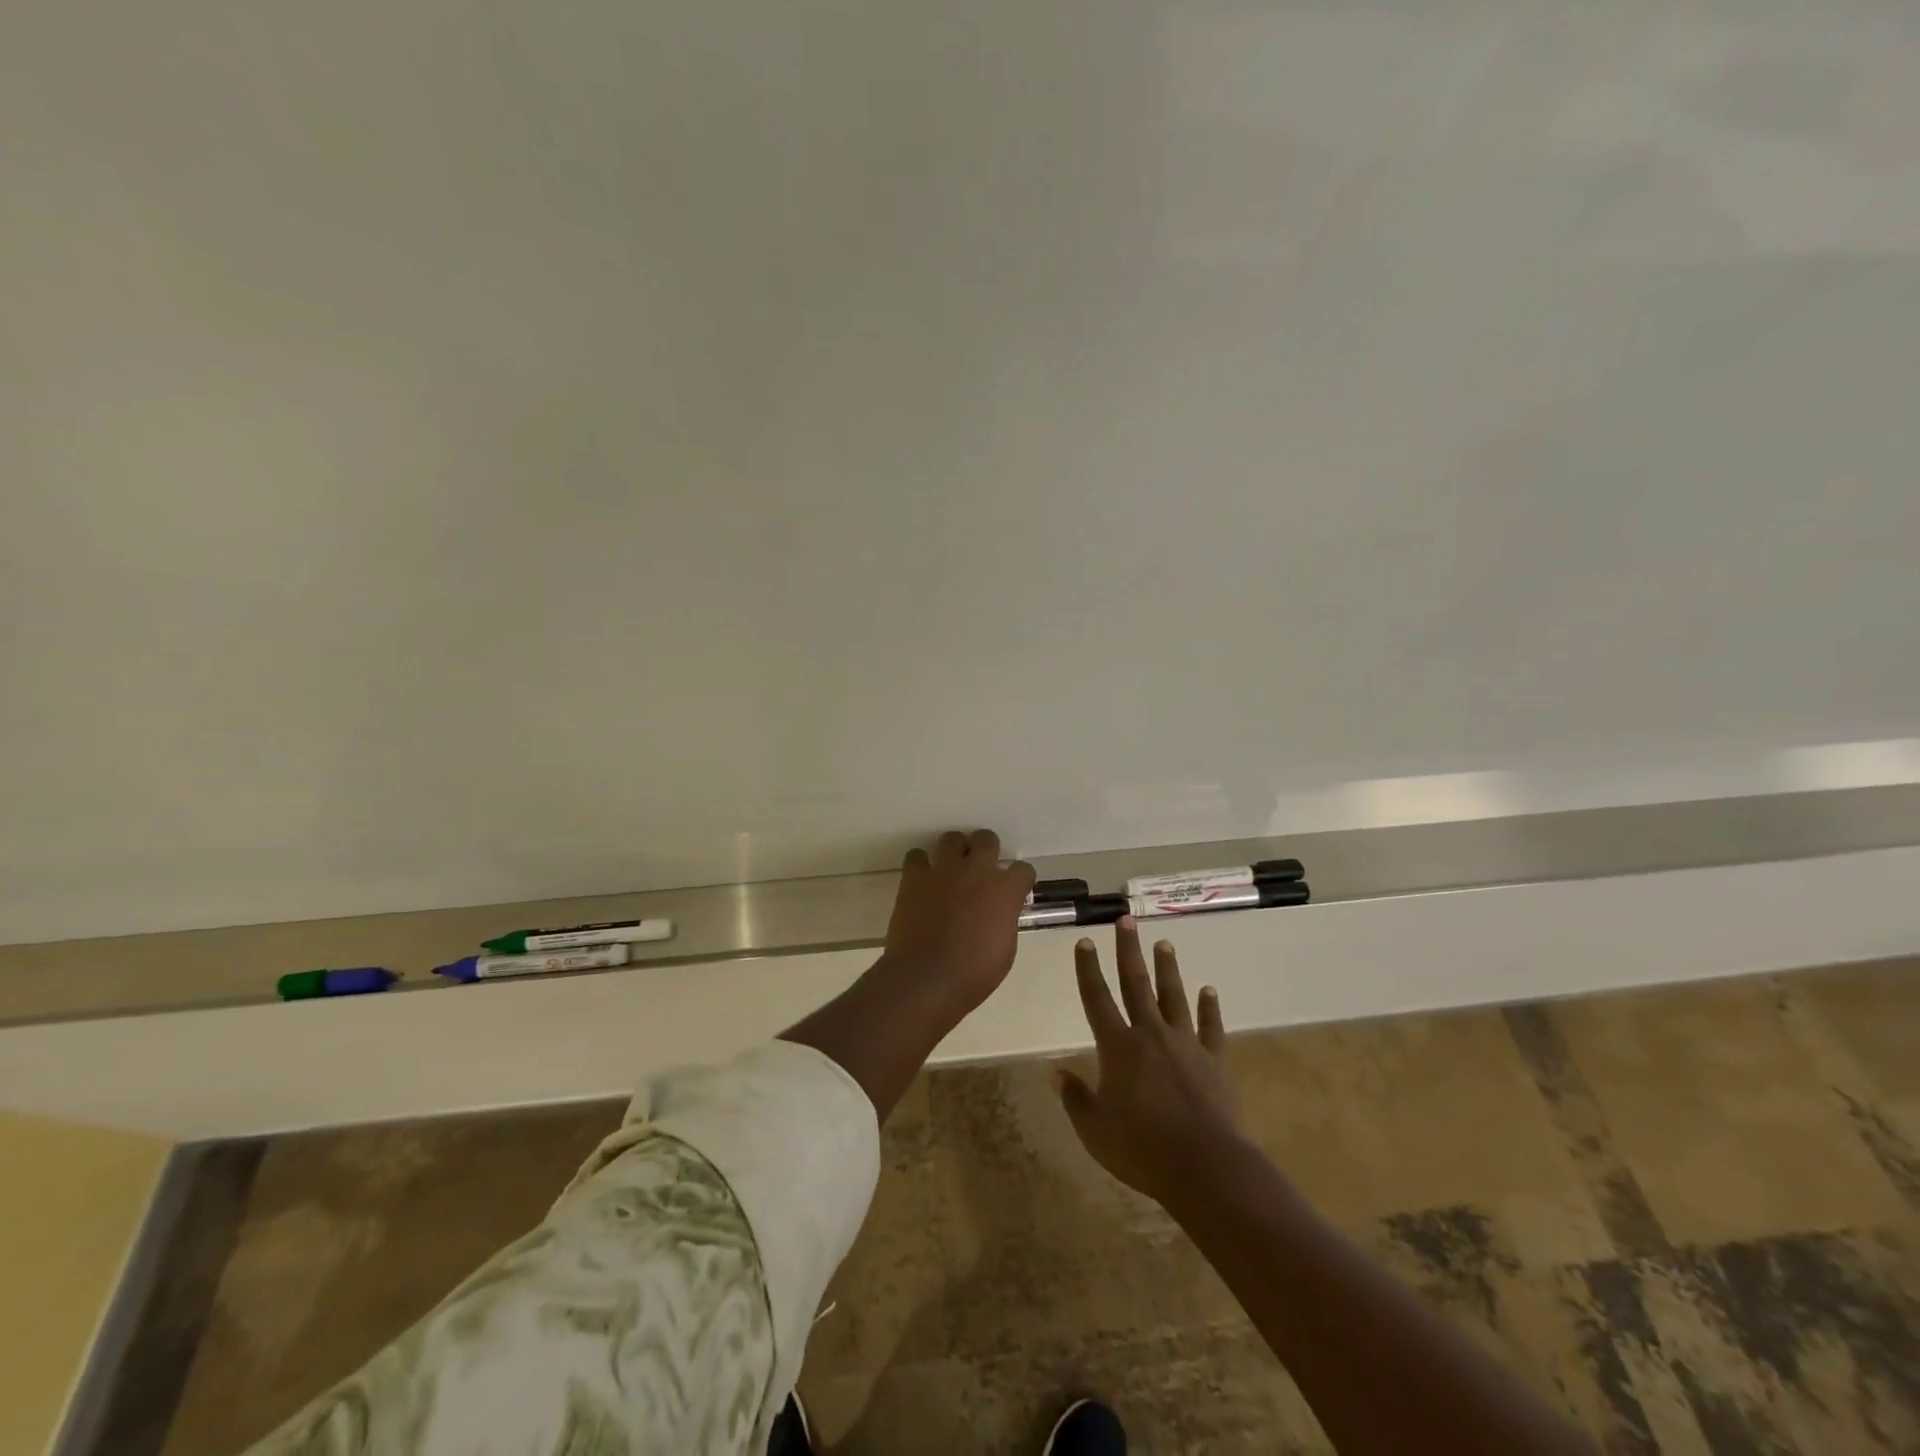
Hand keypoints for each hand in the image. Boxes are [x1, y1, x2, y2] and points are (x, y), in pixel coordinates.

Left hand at [881, 829, 1034, 1012]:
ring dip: (954, 851)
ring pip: (952, 838)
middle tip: (980, 869)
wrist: (926, 979)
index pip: (1023, 869)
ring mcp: (944, 871)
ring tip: (951, 869)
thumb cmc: (973, 974)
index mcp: (1004, 891)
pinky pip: (916, 856)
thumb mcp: (1005, 949)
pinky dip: (919, 865)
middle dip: (986, 850)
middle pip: (987, 839)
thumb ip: (1004, 921)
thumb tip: (998, 913)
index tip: (1014, 891)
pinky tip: (921, 880)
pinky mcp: (915, 878)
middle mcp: (977, 871)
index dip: (1019, 880)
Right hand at [1055, 918, 1241, 1204]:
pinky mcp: (1214, 1060)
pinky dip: (1210, 1007)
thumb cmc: (1141, 1150)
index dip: (1088, 969)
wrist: (1204, 1166)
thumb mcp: (1095, 1130)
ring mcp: (1185, 1044)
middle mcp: (1150, 1034)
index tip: (1084, 942)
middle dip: (1128, 950)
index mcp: (1118, 1047)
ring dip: (1167, 968)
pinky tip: (1209, 991)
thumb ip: (1075, 1098)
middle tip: (1126, 920)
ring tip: (1163, 943)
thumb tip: (1055, 1073)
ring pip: (1173, 996)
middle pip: (1136, 984)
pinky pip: (1211, 1027)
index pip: (1097, 998)